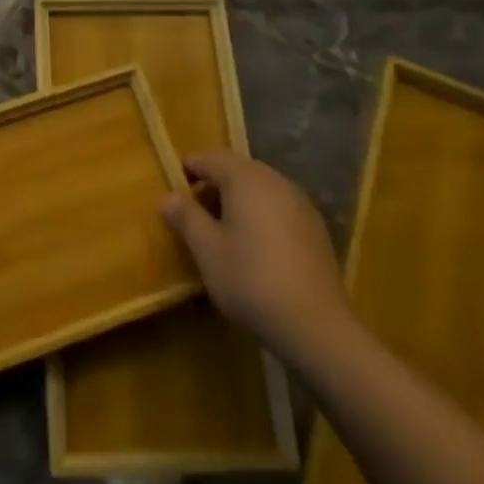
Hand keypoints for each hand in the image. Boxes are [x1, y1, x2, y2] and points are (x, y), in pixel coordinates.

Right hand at [159, 151, 354, 365]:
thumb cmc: (251, 280)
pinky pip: (278, 207)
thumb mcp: (207, 250)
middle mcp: (274, 180)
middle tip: (195, 212)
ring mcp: (300, 202)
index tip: (174, 188)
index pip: (211, 158)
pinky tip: (256, 246)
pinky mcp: (315, 228)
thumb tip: (167, 197)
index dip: (189, 169)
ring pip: (260, 188)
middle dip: (214, 184)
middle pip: (237, 170)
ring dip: (238, 200)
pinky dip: (261, 215)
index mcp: (245, 178)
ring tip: (222, 231)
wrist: (317, 325)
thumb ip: (185, 218)